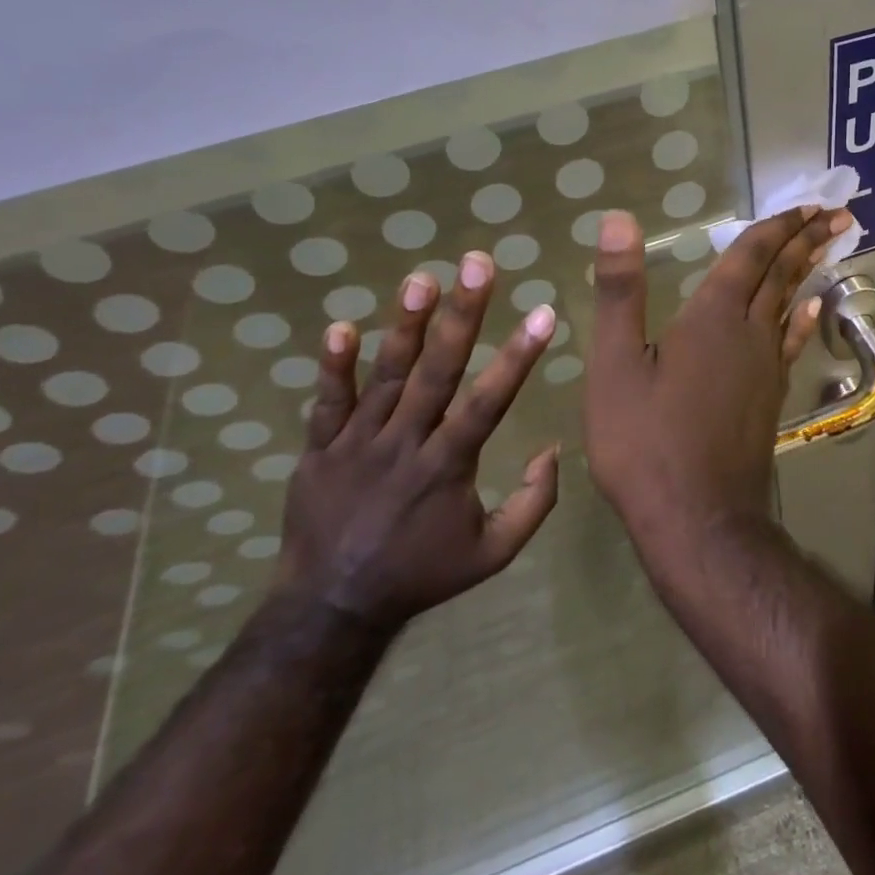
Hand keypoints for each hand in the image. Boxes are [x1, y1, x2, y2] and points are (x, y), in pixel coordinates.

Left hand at [274, 250, 560, 635]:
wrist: (331, 609)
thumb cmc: (421, 574)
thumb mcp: (492, 554)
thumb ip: (533, 504)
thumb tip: (554, 449)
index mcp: (448, 467)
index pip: (489, 402)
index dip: (518, 356)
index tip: (543, 313)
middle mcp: (405, 444)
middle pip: (438, 372)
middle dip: (462, 315)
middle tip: (477, 265)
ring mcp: (358, 444)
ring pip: (386, 376)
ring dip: (405, 325)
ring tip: (422, 277)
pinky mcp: (320, 450)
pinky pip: (327, 403)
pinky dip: (333, 367)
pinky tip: (340, 327)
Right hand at [583, 206, 851, 556]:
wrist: (696, 519)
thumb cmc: (645, 442)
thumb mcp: (616, 364)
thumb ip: (620, 291)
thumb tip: (619, 219)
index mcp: (712, 317)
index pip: (750, 257)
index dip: (775, 227)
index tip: (805, 205)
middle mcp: (749, 333)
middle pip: (782, 275)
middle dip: (806, 240)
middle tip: (836, 214)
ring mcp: (765, 367)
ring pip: (791, 305)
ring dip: (807, 272)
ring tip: (826, 248)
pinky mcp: (769, 397)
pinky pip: (791, 343)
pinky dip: (802, 320)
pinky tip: (811, 311)